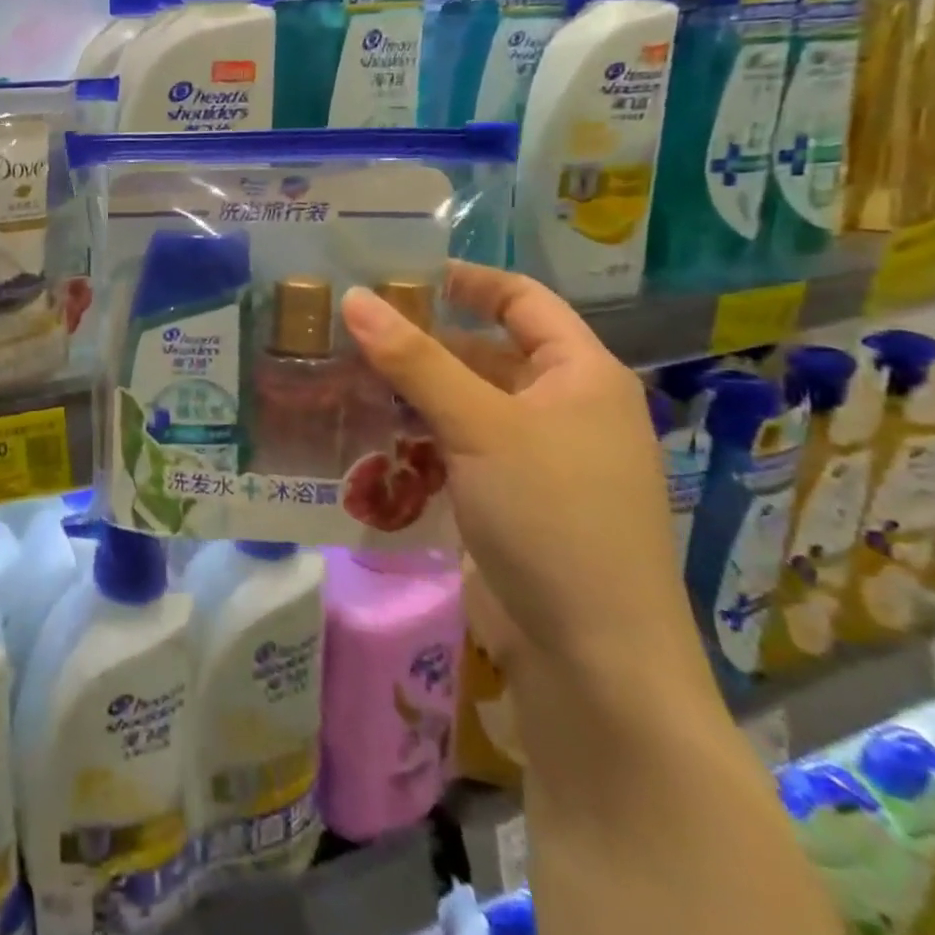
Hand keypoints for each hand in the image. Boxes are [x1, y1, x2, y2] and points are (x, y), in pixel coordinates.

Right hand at [340, 263, 703, 684]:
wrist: (592, 659)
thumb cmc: (552, 518)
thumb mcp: (480, 427)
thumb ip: (415, 359)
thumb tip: (354, 297)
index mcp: (580, 376)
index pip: (521, 300)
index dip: (465, 280)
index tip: (397, 274)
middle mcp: (563, 409)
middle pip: (484, 353)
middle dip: (420, 342)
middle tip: (348, 330)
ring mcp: (536, 459)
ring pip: (463, 405)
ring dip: (410, 394)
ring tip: (342, 377)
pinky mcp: (509, 500)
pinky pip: (455, 450)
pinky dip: (415, 439)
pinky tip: (367, 438)